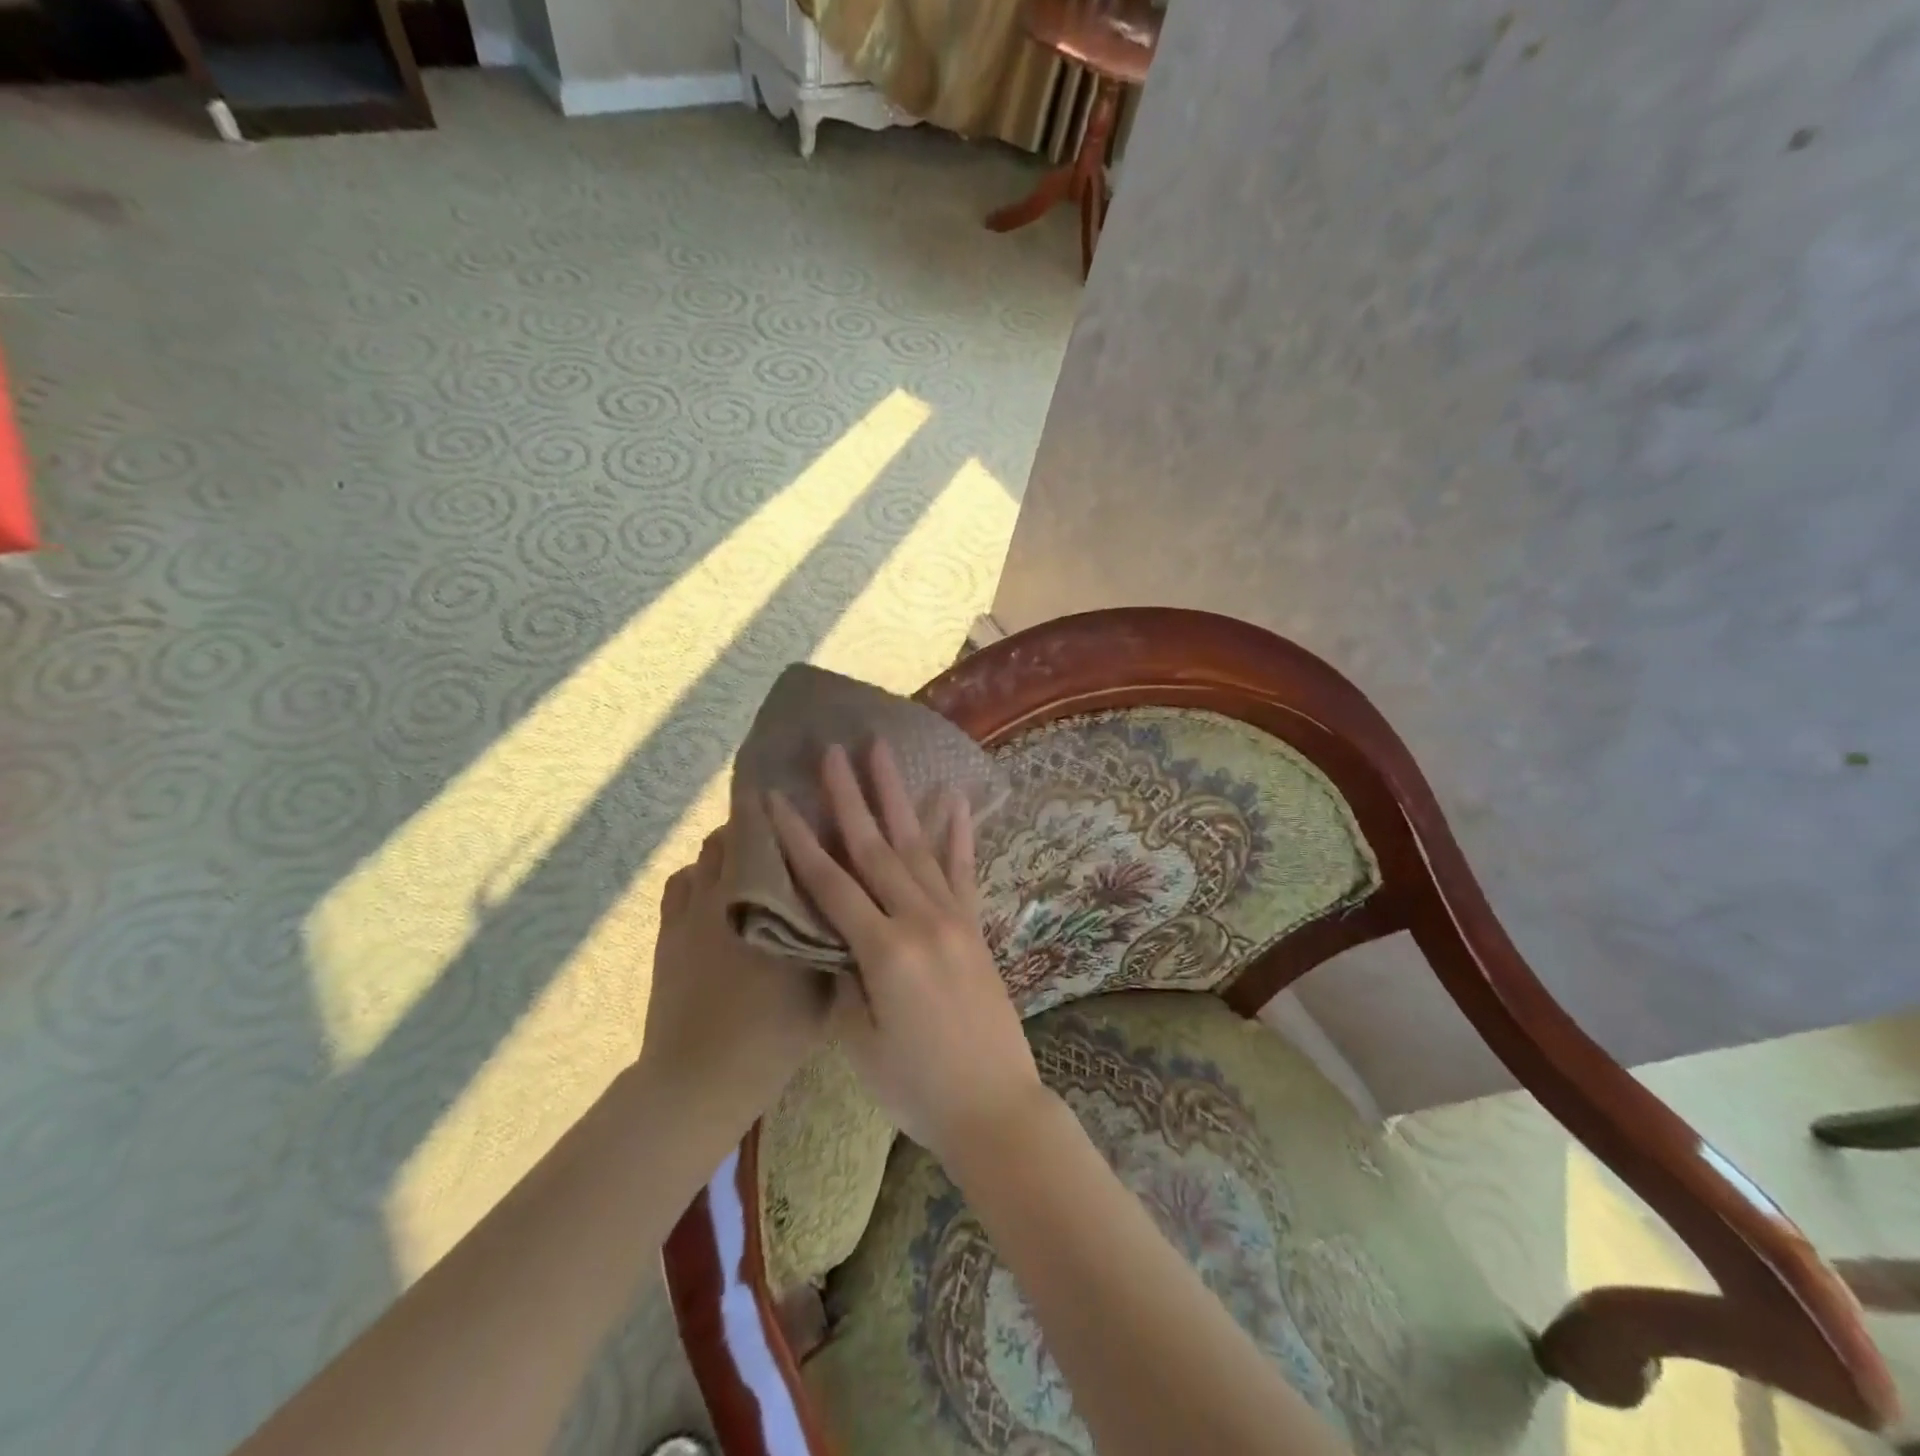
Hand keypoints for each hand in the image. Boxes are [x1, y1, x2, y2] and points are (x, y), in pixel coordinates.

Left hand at [639, 826, 834, 1130]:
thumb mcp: (824, 986)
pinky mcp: (668, 934)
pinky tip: (714, 895)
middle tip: (780, 835)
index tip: (788, 792)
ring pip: (704, 857)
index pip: (761, 831)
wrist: (702, 1077)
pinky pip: (680, 884)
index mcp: (767, 902)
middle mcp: (725, 894)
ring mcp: (689, 913)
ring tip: (749, 864)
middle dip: (753, 826)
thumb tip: (846, 903)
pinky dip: (698, 879)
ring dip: (725, 851)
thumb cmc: (773, 1033)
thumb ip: (834, 937)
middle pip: (729, 834)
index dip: (770, 805)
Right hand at [766, 741, 1048, 1166]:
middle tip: (833, 750)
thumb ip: (842, 982)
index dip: (799, 839)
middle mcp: (920, 921)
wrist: (995, 1107)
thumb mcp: (859, 1044)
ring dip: (897, 797)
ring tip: (883, 753)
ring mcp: (953, 918)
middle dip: (849, 796)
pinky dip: (957, 832)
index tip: (777, 797)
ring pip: (917, 845)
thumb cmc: (917, 1087)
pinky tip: (953, 797)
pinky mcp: (975, 926)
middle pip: (875, 847)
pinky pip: (963, 869)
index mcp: (884, 952)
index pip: (830, 883)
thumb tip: (832, 939)